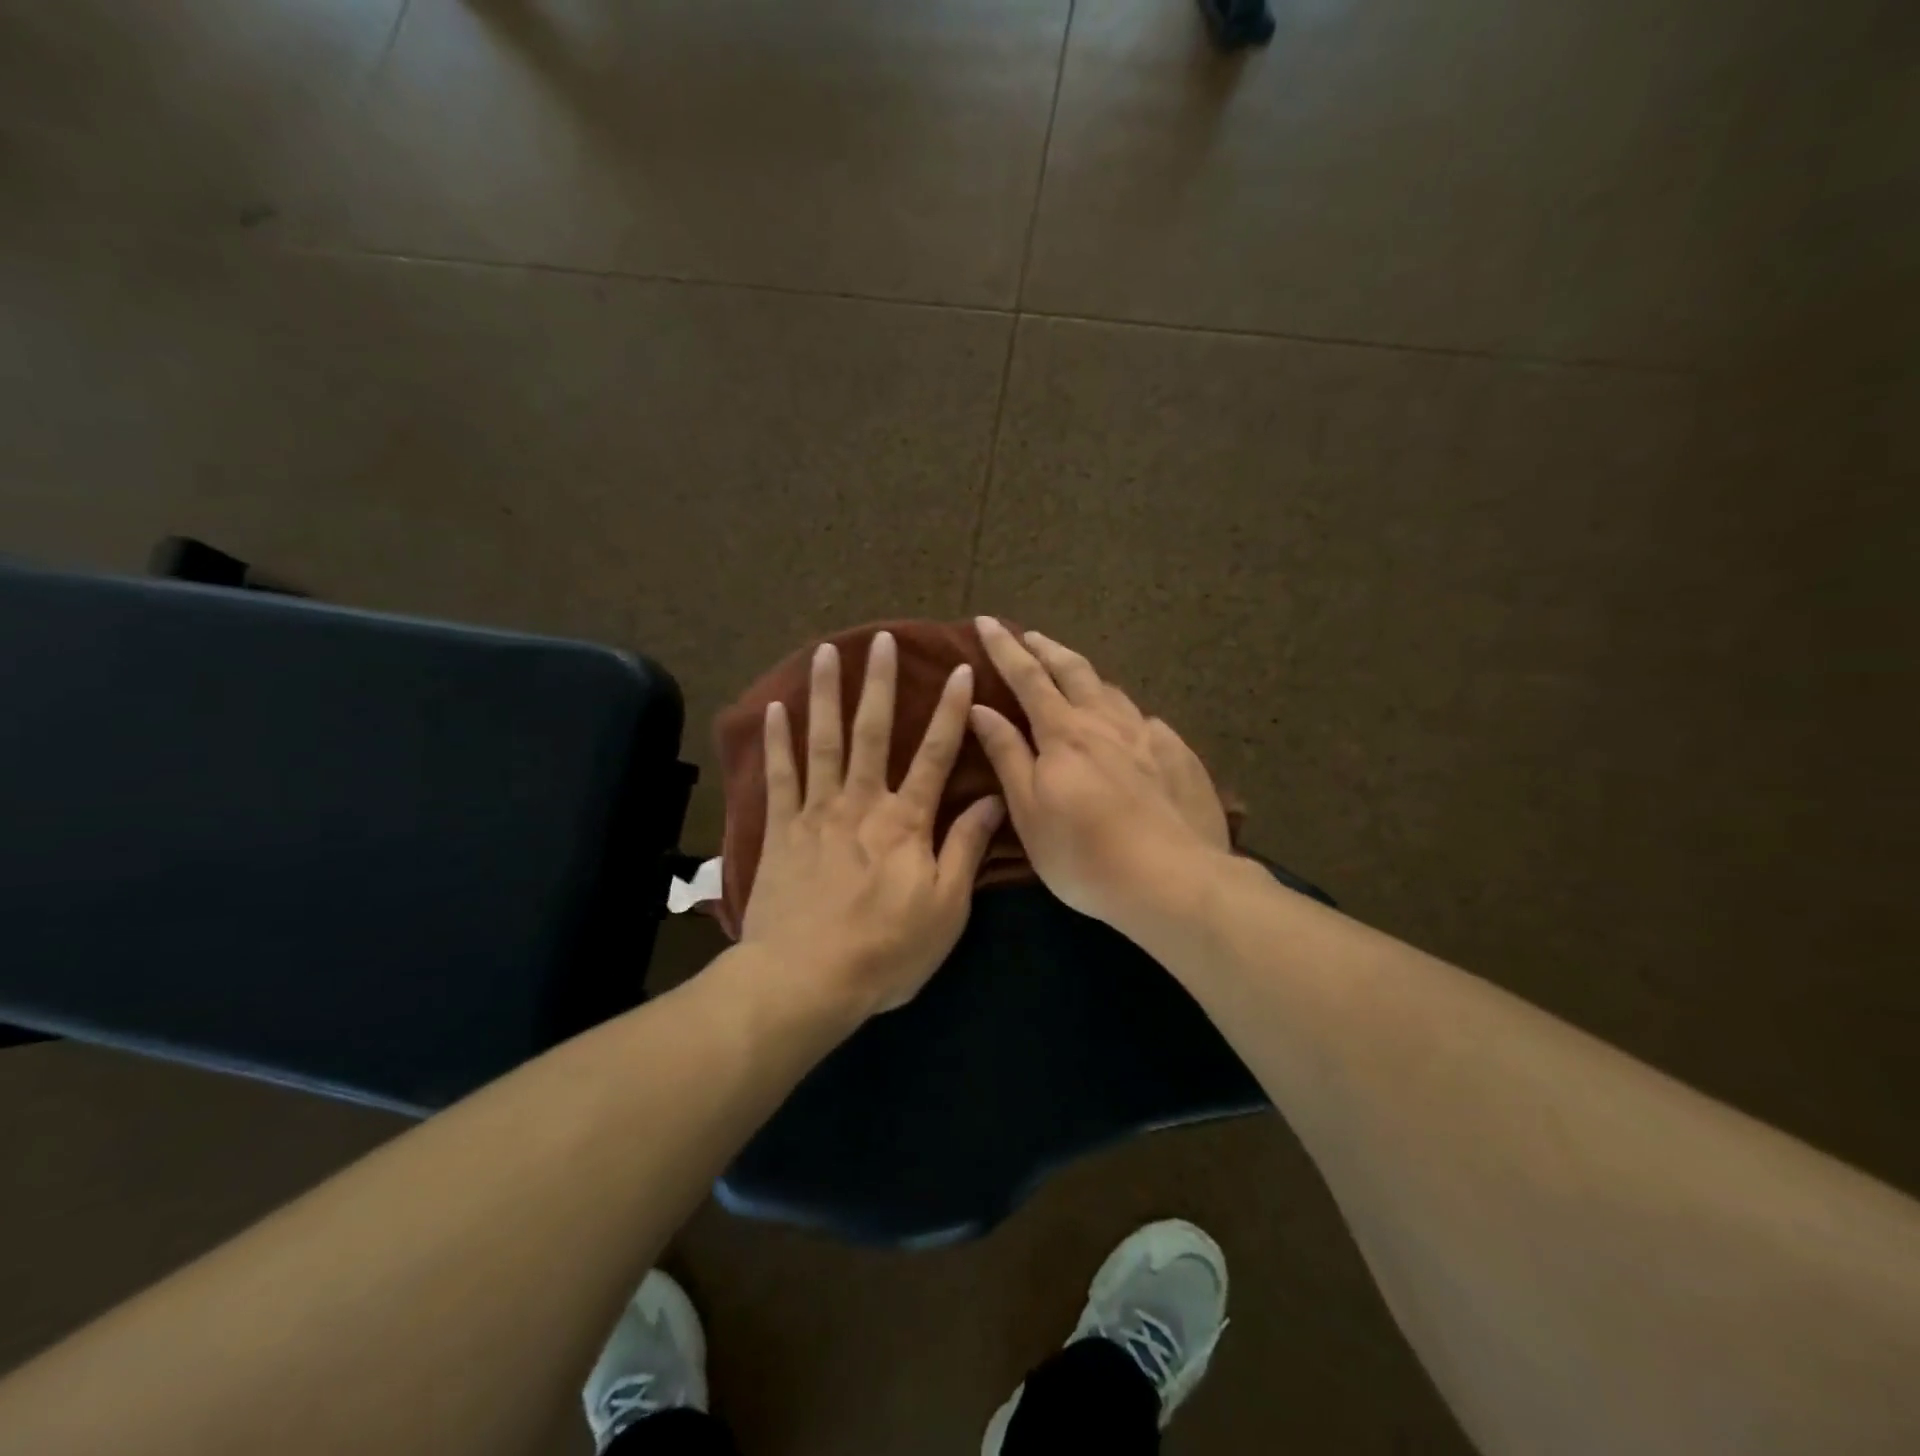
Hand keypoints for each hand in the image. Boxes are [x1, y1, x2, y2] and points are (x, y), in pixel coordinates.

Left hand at [743, 631, 1004, 1015]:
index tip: (958, 670)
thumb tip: (994, 800)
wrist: (806, 980)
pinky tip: (776, 708)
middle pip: (873, 732)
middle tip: (881, 639)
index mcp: (906, 821)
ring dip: (826, 694)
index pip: (935, 754)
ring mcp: (816, 812)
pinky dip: (778, 741)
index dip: (949, 711)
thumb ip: (965, 849)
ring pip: (824, 741)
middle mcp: (861, 803)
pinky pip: (779, 776)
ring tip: (827, 653)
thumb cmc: (886, 950)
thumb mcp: (945, 908)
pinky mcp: (780, 830)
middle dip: (880, 683)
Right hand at [968, 617, 1229, 932]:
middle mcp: (1106, 722)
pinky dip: (1124, 712)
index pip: (1027, 677)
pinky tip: (1130, 724)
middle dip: (1046, 648)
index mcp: (1064, 733)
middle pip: (1074, 671)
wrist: (1175, 880)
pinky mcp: (1179, 755)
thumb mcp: (1029, 811)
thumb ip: (1007, 754)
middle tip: (1029, 635)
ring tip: (1074, 672)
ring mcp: (1148, 735)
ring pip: (1112, 690)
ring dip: (1086, 674)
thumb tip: (980, 707)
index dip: (1004, 648)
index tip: (986, 621)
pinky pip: (1145, 721)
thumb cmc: (1085, 854)